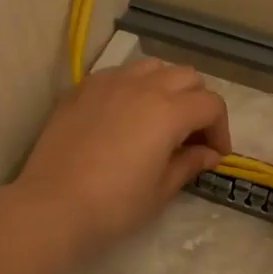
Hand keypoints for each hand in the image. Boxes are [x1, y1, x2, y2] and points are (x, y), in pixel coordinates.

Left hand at [12, 59, 230, 262]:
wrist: (51, 207)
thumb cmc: (114, 205)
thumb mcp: (161, 190)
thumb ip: (189, 164)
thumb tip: (209, 153)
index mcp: (168, 111)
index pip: (210, 105)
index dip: (221, 129)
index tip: (215, 155)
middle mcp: (142, 86)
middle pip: (187, 76)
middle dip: (198, 102)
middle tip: (191, 135)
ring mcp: (108, 83)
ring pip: (152, 66)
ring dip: (166, 87)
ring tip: (159, 117)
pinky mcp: (81, 89)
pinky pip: (118, 74)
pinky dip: (132, 87)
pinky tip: (124, 115)